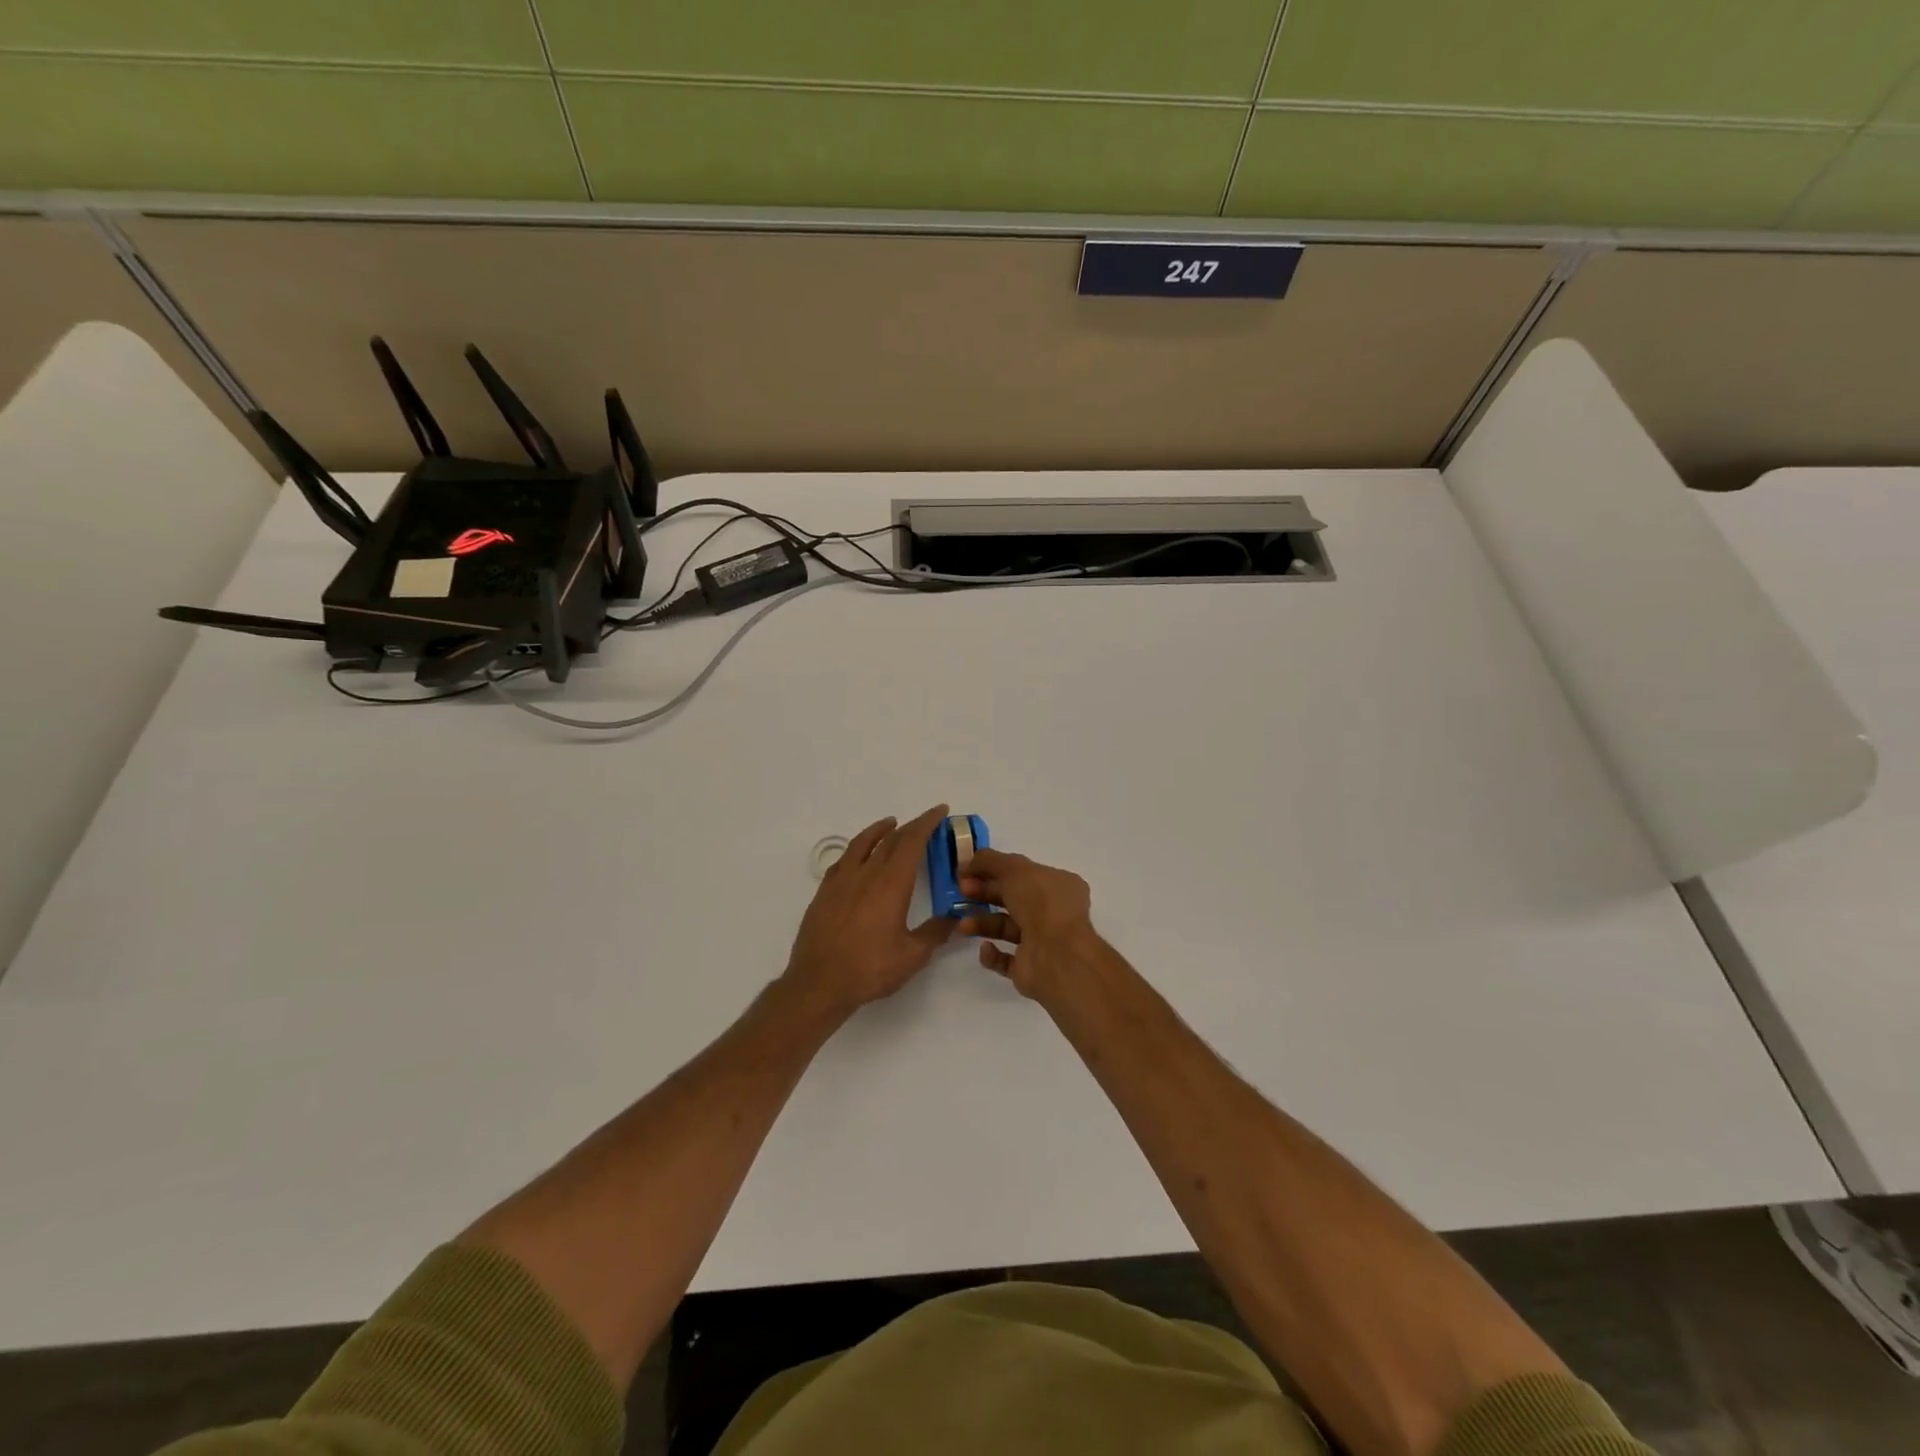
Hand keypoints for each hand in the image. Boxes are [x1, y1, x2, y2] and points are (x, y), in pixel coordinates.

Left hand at [783, 805, 955, 1017]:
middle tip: (926, 822)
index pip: (912, 842)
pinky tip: (859, 855)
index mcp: (891, 884)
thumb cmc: (869, 969)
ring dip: (880, 830)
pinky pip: (844, 859)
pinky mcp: (824, 892)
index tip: (940, 810)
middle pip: (891, 839)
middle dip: (911, 826)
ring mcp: (841, 881)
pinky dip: (857, 848)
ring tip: (891, 824)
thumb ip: (935, 933)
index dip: (927, 823)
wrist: (818, 983)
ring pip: (863, 843)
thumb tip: (955, 917)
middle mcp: (866, 874)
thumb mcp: (912, 956)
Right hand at [958, 849, 1097, 1000]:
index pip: (1023, 873)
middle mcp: (1053, 912)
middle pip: (1012, 899)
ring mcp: (1043, 941)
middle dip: (985, 893)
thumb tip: (967, 862)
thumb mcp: (1014, 868)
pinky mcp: (1030, 967)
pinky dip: (992, 953)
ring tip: (963, 925)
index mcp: (1058, 885)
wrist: (1056, 955)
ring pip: (1006, 928)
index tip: (967, 871)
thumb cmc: (1041, 903)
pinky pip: (1006, 959)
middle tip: (961, 892)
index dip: (994, 869)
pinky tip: (985, 948)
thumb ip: (989, 861)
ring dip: (982, 923)